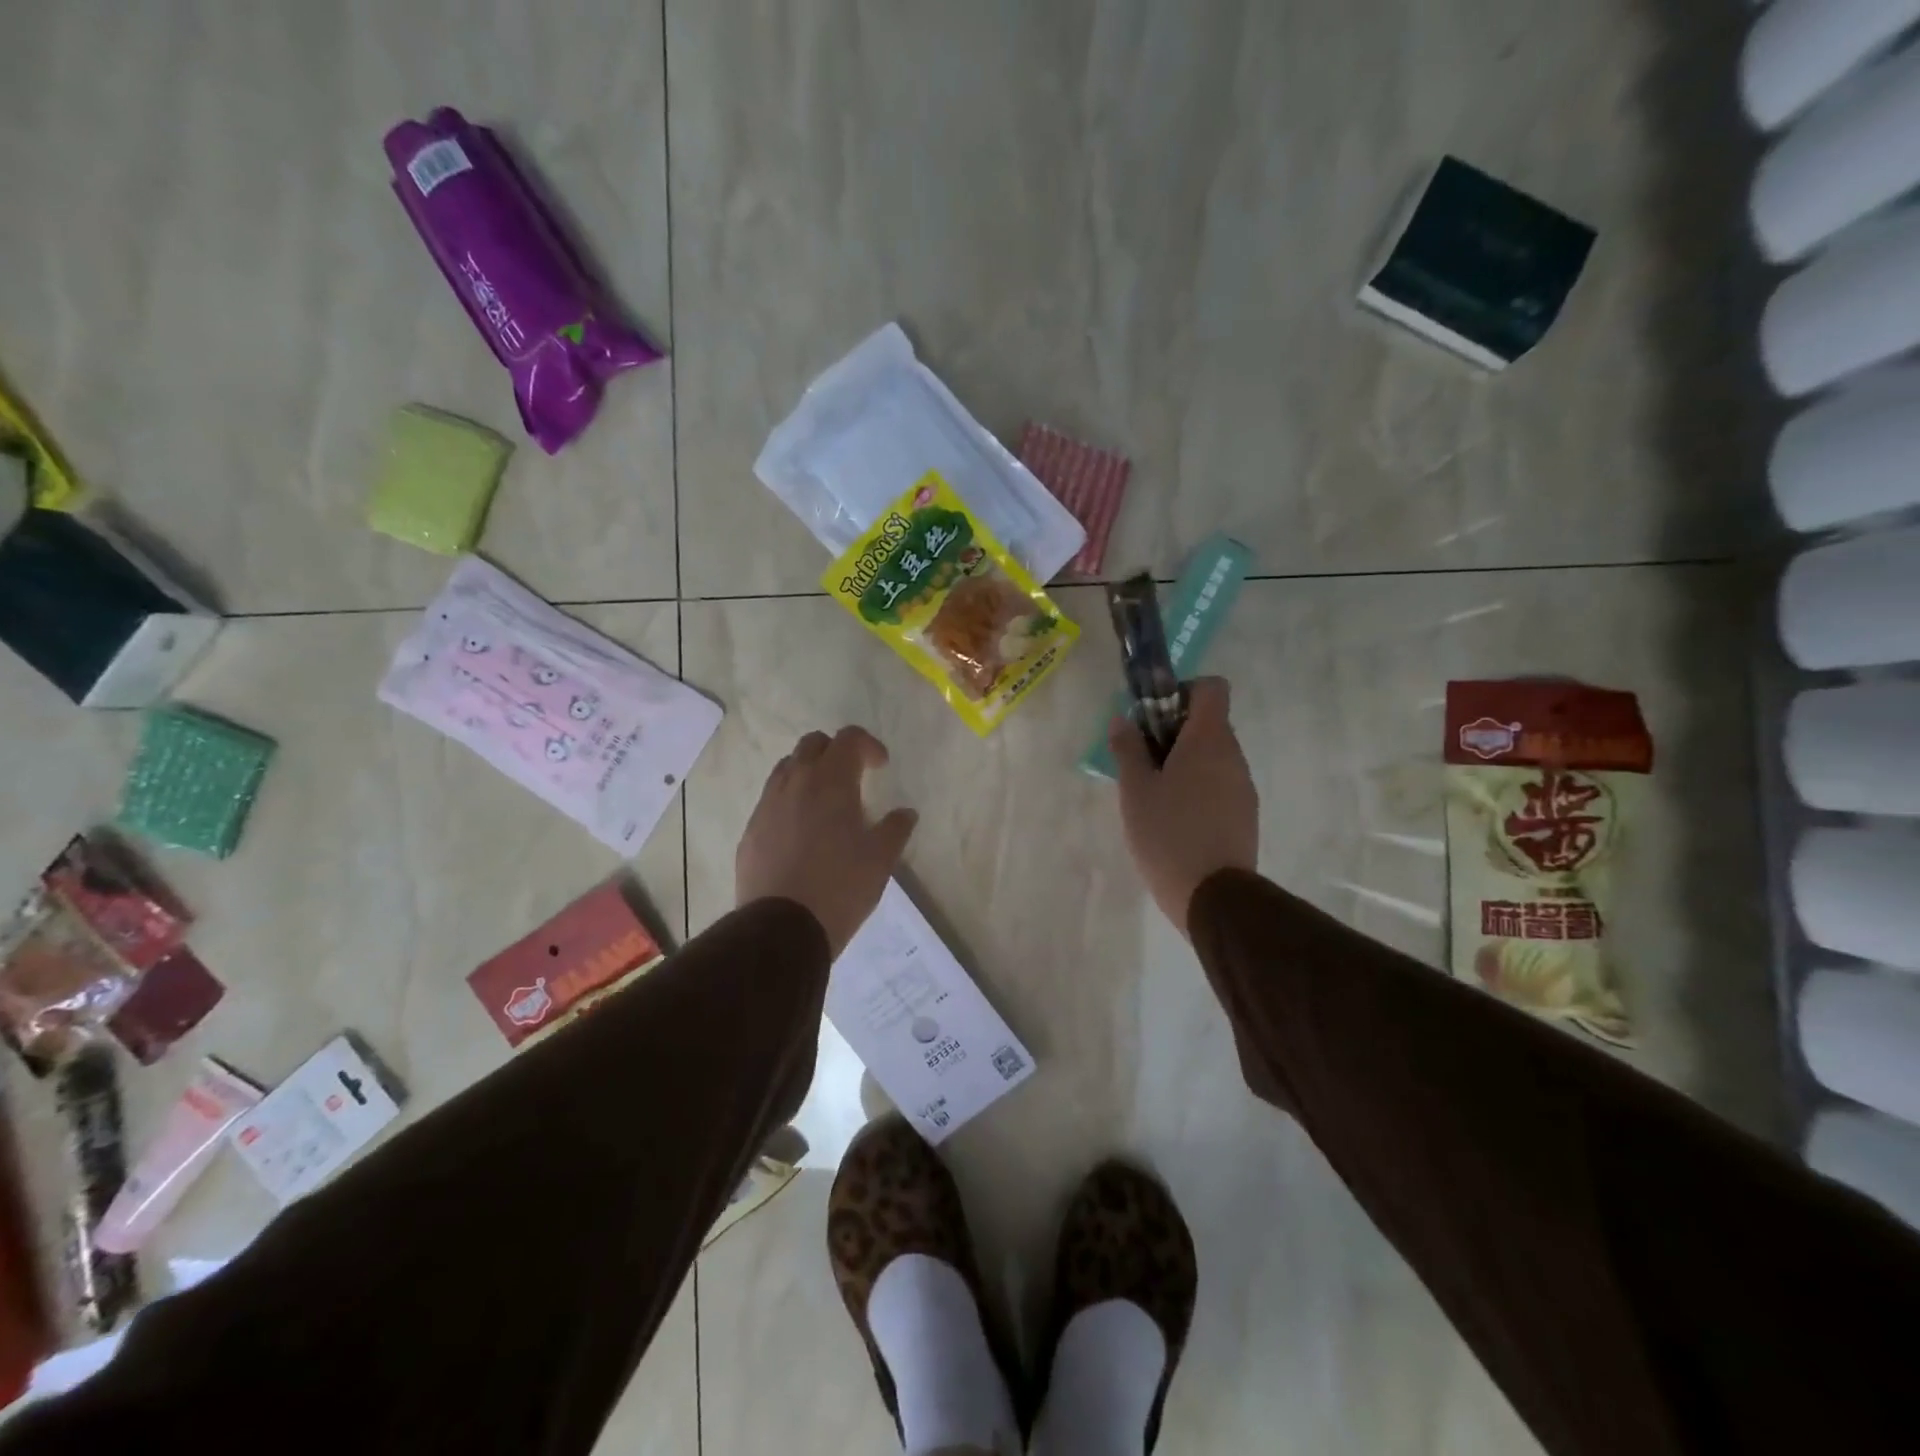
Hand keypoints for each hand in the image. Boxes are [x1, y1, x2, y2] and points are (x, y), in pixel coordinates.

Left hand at [736, 726, 917, 958]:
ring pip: (786, 769)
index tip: (880, 767)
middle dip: (835, 752)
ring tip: (824, 803)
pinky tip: (800, 833)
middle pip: (812, 744)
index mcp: (831, 781)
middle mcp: (795, 783)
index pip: (848, 738)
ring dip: (808, 773)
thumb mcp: (880, 860)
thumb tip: (905, 813)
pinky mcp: (750, 831)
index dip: (868, 745)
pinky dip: (789, 802)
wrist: (782, 928)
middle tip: (853, 778)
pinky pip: (770, 801)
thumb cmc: (840, 887)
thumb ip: (896, 829)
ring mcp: (767, 806)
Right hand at [1109, 677, 1258, 935]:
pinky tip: (1175, 819)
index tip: (1154, 718)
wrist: (1212, 896)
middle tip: (1143, 761)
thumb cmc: (1168, 833)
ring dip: (1186, 763)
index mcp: (1208, 740)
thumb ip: (1127, 749)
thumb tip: (1122, 720)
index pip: (1211, 688)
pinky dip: (1198, 788)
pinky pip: (1220, 784)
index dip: (1182, 692)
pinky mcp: (1245, 814)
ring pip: (1214, 757)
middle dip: (1175, 733)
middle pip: (1210, 723)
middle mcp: (1233, 755)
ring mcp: (1243, 786)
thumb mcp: (1135, 789)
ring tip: (1156, 795)